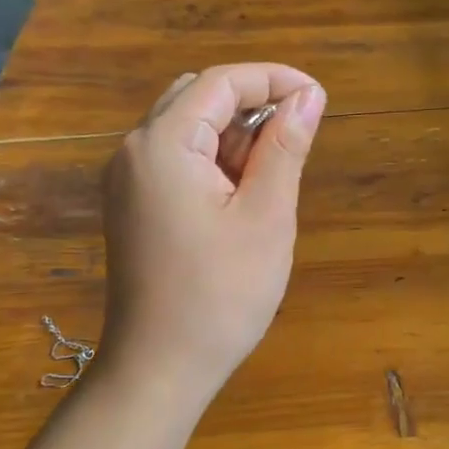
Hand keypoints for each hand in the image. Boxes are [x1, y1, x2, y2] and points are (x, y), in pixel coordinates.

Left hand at [96, 63, 326, 407]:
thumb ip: (286, 147)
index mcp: (162, 144)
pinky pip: (177, 159)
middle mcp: (134, 150)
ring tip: (278, 171)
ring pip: (188, 128)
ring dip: (236, 134)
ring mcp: (128, 180)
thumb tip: (309, 96)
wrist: (160, 368)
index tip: (320, 96)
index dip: (274, 79)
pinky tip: (245, 192)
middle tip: (300, 133)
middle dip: (253, 104)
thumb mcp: (267, 215)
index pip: (221, 83)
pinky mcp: (134, 205)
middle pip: (198, 97)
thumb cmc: (221, 294)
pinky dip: (216, 160)